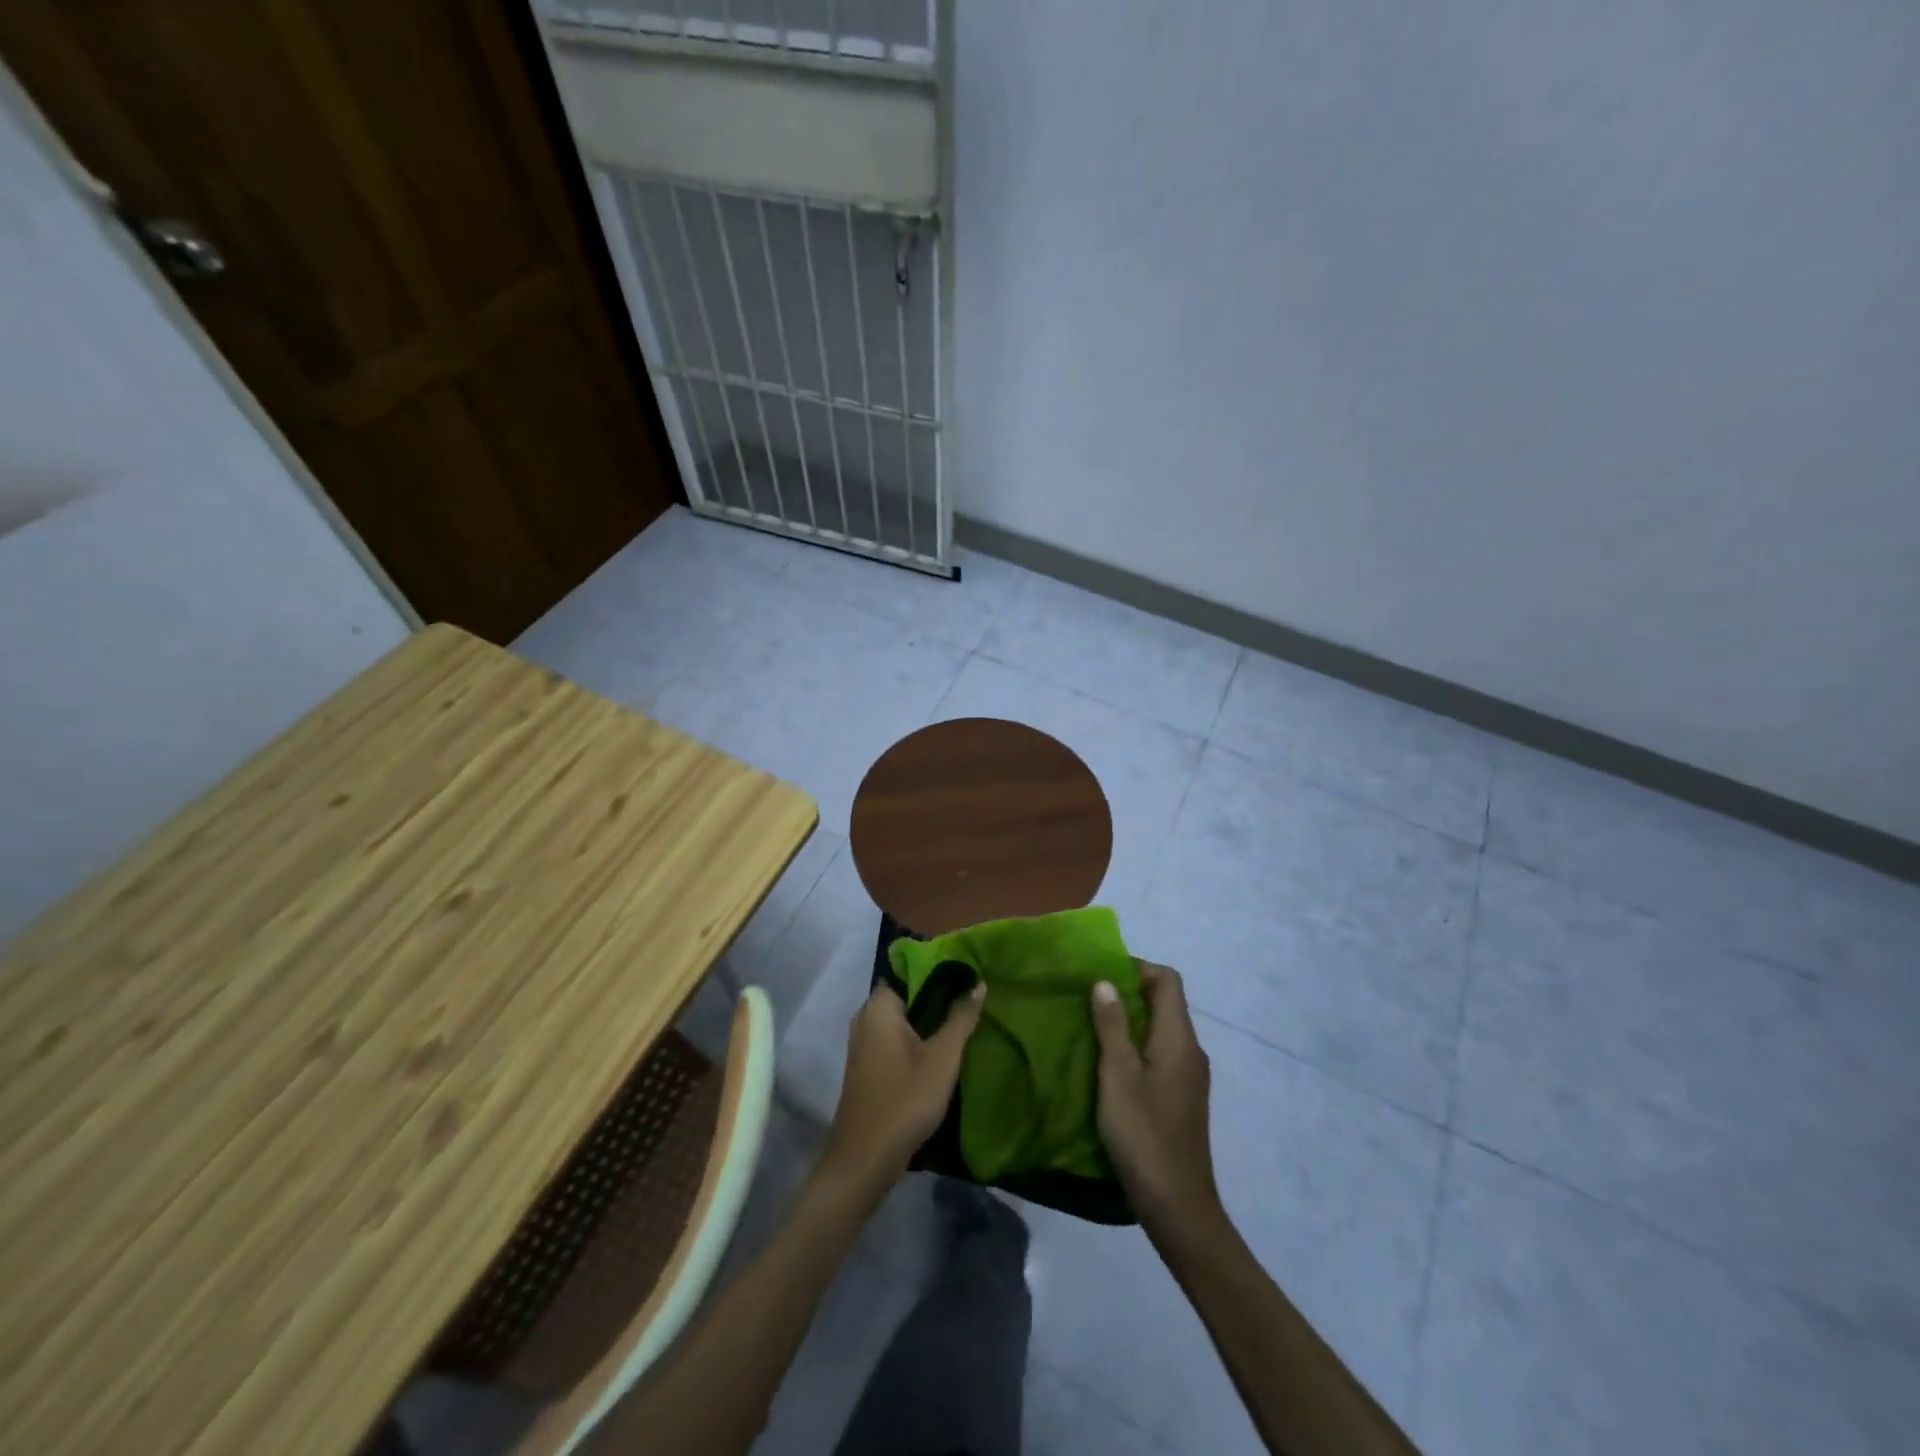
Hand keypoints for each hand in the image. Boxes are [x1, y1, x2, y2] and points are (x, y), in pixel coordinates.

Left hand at [820, 982, 986, 1194]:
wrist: (865, 1159)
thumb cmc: (905, 1099)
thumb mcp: (943, 1057)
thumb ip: (961, 1018)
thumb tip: (979, 983)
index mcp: (879, 1006)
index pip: (909, 970)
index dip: (939, 971)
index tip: (967, 975)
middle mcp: (865, 1017)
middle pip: (907, 996)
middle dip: (937, 998)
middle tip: (970, 1000)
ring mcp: (862, 1044)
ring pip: (901, 1021)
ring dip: (928, 1022)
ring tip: (962, 1024)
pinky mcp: (866, 1067)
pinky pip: (894, 1040)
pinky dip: (915, 1041)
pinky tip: (939, 1053)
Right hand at [1090, 962, 1222, 1239]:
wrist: (1177, 1205)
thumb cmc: (1144, 1134)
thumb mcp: (1118, 1076)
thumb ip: (1112, 1026)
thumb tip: (1106, 982)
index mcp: (1179, 1039)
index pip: (1168, 981)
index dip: (1137, 968)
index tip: (1102, 973)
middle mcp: (1190, 1050)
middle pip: (1166, 1003)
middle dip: (1129, 992)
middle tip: (1089, 997)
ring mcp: (1189, 1076)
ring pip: (1161, 1030)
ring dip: (1130, 1021)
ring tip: (1092, 1026)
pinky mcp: (1182, 1098)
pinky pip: (1161, 1054)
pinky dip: (1137, 1046)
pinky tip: (1109, 1064)